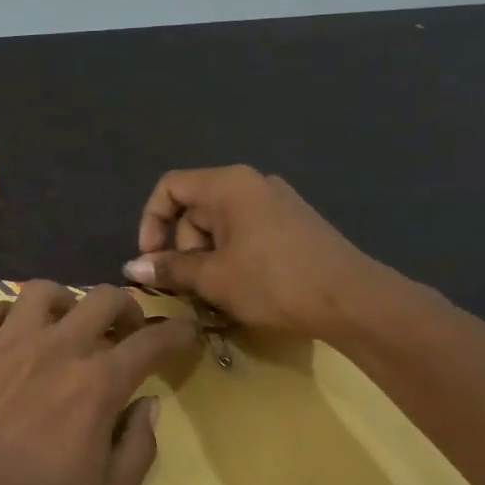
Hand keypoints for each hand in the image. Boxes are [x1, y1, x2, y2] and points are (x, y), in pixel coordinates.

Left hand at [0, 282, 199, 484]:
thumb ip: (139, 449)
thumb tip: (148, 405)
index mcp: (97, 383)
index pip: (151, 343)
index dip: (178, 333)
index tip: (187, 331)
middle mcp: (58, 348)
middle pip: (103, 299)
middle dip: (127, 307)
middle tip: (125, 330)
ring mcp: (9, 342)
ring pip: (45, 291)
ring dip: (66, 301)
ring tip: (66, 322)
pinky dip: (11, 313)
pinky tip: (14, 332)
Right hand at [123, 165, 405, 338]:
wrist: (353, 301)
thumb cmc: (274, 282)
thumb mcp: (213, 278)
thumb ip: (170, 268)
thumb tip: (131, 267)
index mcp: (229, 185)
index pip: (170, 187)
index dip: (151, 222)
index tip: (153, 260)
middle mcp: (252, 183)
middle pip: (195, 208)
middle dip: (183, 247)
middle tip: (187, 287)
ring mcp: (277, 203)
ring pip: (220, 226)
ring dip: (207, 258)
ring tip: (215, 295)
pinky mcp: (294, 225)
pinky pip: (246, 234)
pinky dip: (232, 258)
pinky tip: (241, 289)